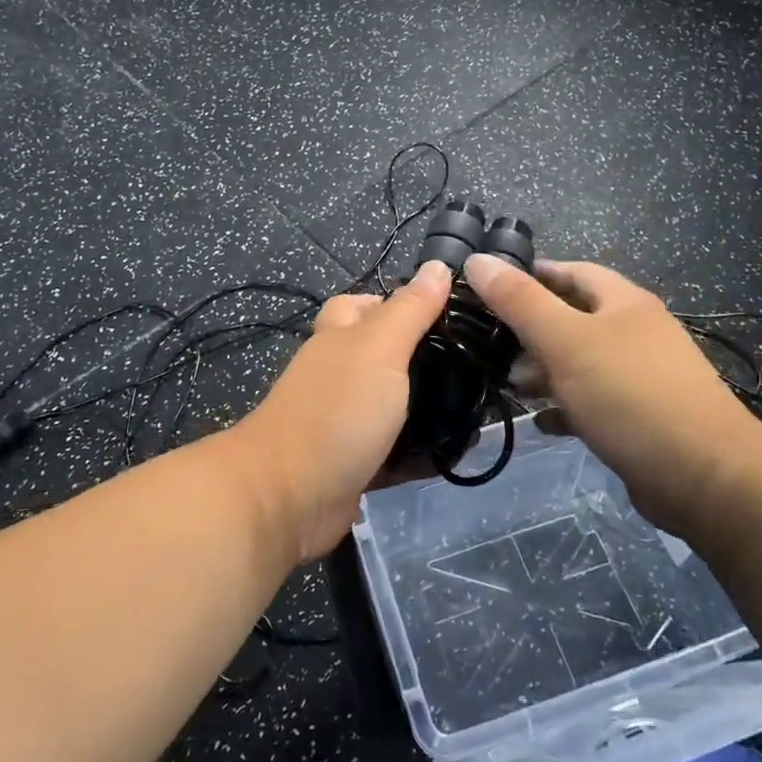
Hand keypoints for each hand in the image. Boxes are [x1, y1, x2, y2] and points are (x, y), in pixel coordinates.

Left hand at [233, 260, 452, 560]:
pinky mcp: (351, 464)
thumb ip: (409, 310)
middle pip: (377, 356)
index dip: (395, 303)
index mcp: (338, 339)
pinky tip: (454, 453)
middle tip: (469, 366)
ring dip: (422, 407)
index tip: (445, 315)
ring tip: (473, 408)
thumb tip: (438, 265)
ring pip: (386, 405)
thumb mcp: (379, 348)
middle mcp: (336, 375)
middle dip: (417, 359)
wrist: (288, 496)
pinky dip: (418, 453)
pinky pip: (391, 452)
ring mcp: (341, 422)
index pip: (361, 306)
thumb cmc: (336, 410)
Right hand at [461, 254, 761, 533]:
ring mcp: (643, 377)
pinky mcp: (642, 418)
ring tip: (509, 387)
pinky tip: (541, 422)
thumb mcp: (565, 341)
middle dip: (532, 329)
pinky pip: (593, 403)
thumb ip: (519, 301)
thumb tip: (478, 259)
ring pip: (582, 363)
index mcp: (624, 303)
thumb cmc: (630, 395)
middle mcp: (636, 333)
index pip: (572, 271)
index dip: (532, 274)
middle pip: (575, 318)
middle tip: (491, 343)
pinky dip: (565, 408)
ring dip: (545, 372)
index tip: (489, 287)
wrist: (705, 476)